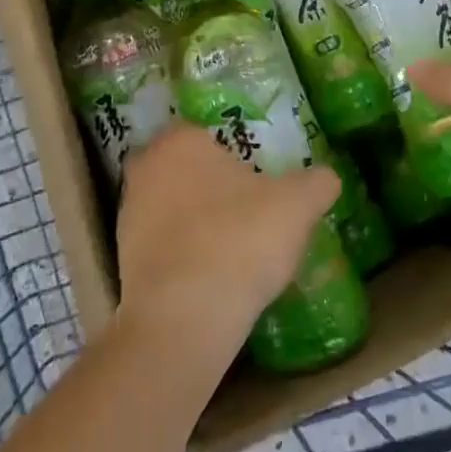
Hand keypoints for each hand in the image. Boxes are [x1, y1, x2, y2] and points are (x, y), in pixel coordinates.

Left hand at [114, 124, 340, 362]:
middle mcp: (145, 168)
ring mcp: (128, 214)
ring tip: (236, 244)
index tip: (259, 174)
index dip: (235, 151)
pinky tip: (214, 273)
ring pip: (173, 205)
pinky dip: (185, 252)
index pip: (207, 132)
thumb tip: (327, 178)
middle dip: (214, 184)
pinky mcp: (123, 258)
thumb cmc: (239, 240)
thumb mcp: (297, 205)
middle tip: (251, 206)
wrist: (184, 320)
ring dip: (198, 219)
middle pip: (187, 168)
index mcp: (180, 140)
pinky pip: (164, 243)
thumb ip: (316, 183)